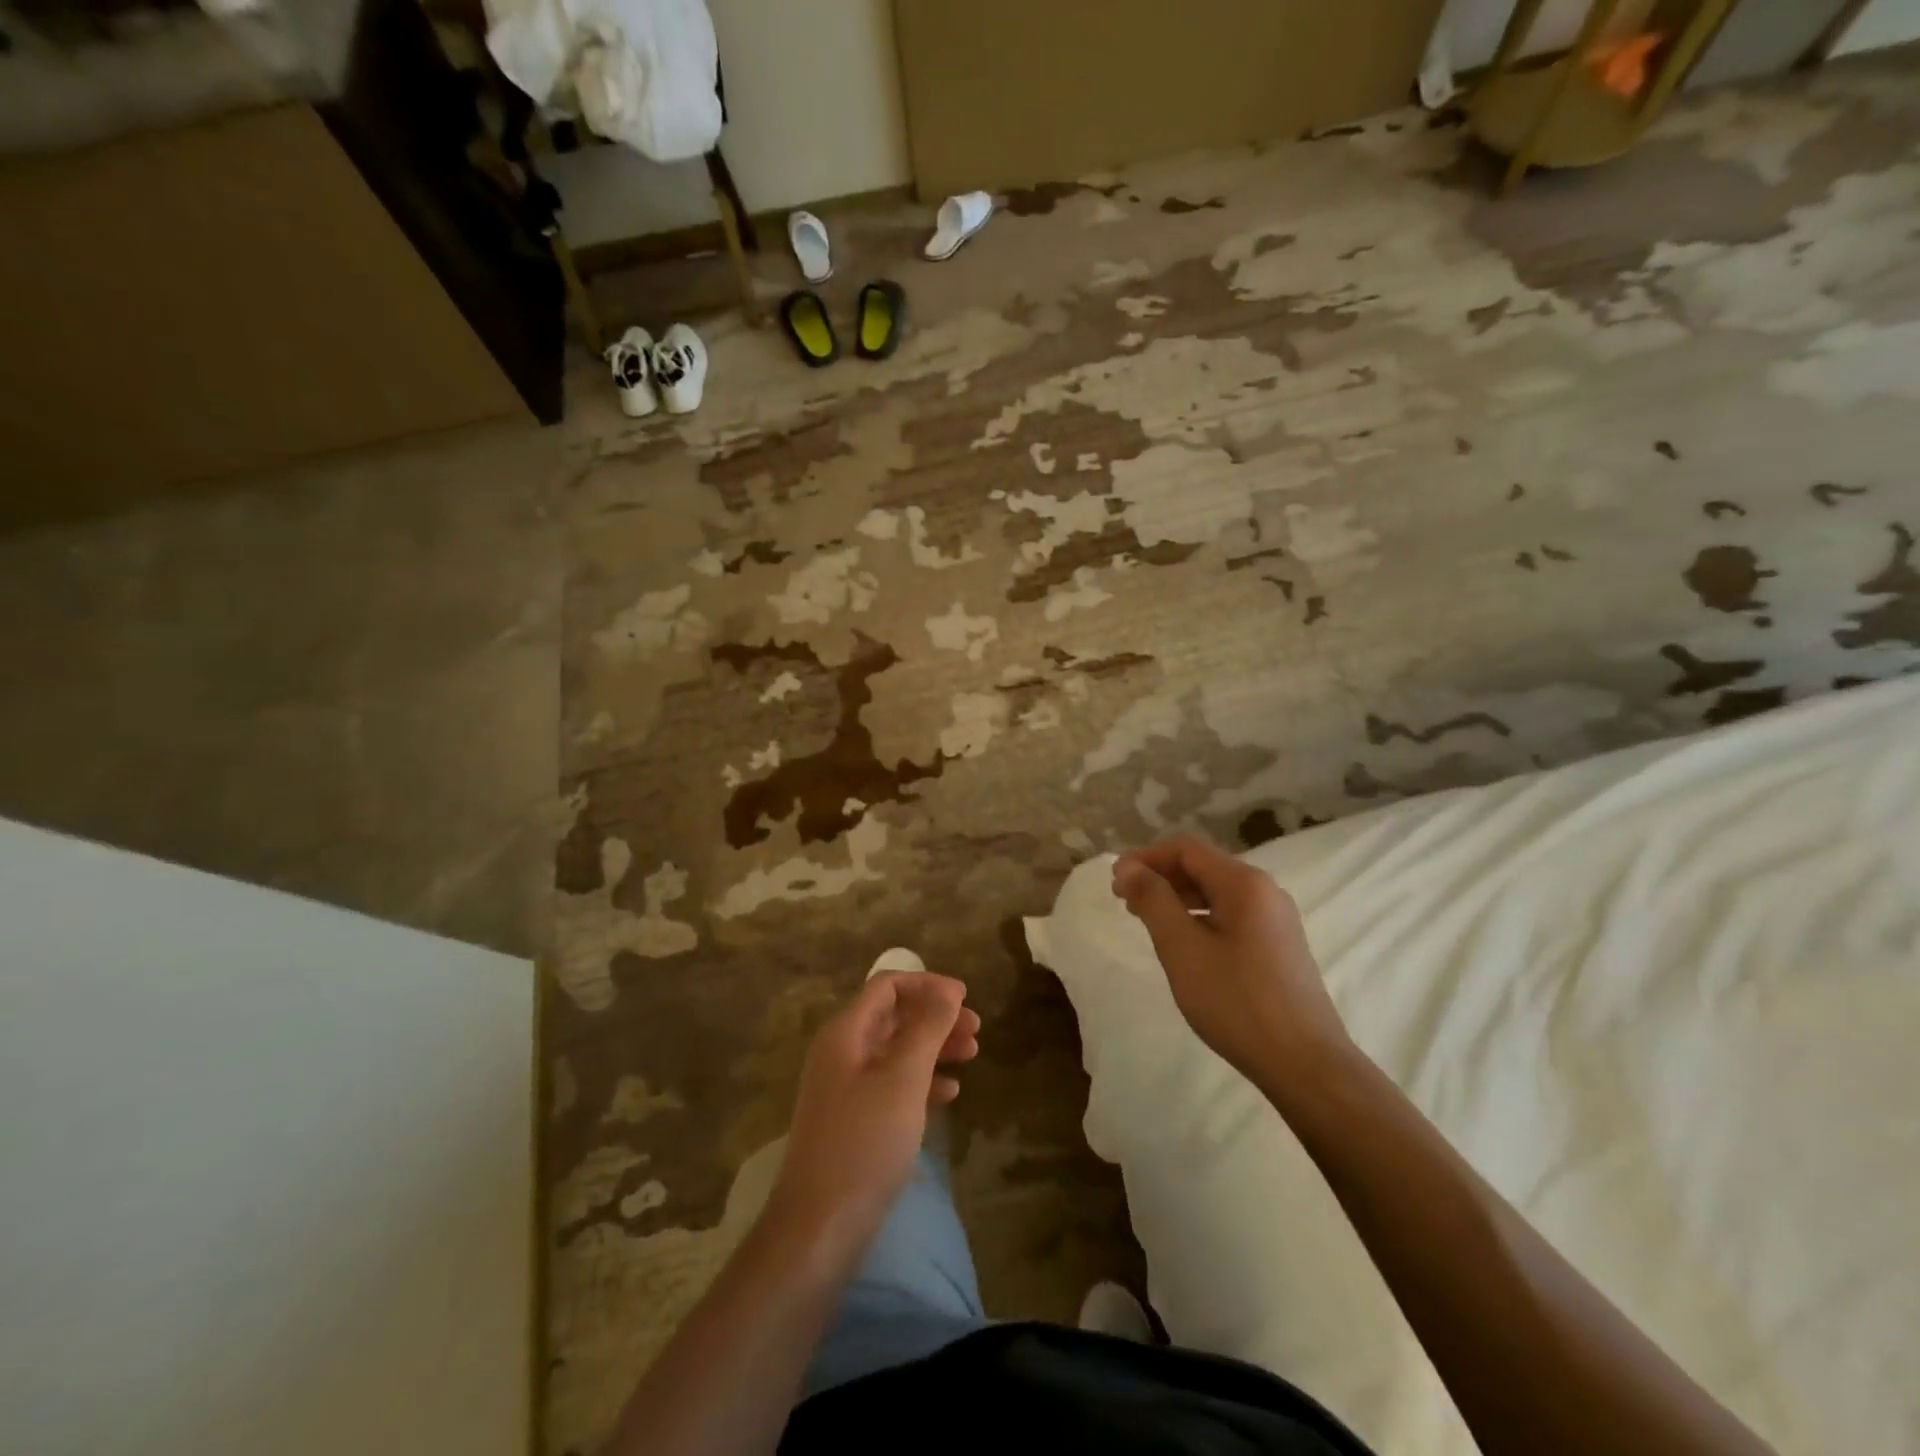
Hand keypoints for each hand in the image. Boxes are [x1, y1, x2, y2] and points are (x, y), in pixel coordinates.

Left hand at [772, 971, 979, 1245]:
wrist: (819, 1228)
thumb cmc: (864, 1143)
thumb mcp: (903, 1079)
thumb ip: (927, 1028)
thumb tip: (947, 990)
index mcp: (846, 1033)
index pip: (887, 986)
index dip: (927, 984)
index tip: (965, 998)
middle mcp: (842, 1052)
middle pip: (894, 1016)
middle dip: (936, 1017)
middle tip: (977, 1030)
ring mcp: (846, 1087)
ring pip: (897, 1050)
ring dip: (935, 1047)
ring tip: (972, 1055)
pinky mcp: (855, 1119)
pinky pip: (893, 1083)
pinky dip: (923, 1080)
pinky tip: (950, 1093)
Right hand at [1112, 835, 1350, 1086]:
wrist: (1305, 1064)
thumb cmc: (1236, 1001)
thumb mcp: (1182, 948)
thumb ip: (1154, 900)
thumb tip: (1129, 867)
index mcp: (1244, 883)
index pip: (1186, 849)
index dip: (1146, 857)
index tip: (1115, 881)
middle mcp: (1265, 891)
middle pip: (1203, 866)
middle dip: (1160, 876)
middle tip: (1124, 901)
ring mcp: (1277, 920)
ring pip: (1217, 892)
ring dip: (1178, 897)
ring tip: (1147, 920)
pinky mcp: (1280, 946)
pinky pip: (1231, 915)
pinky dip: (1200, 917)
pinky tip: (1184, 943)